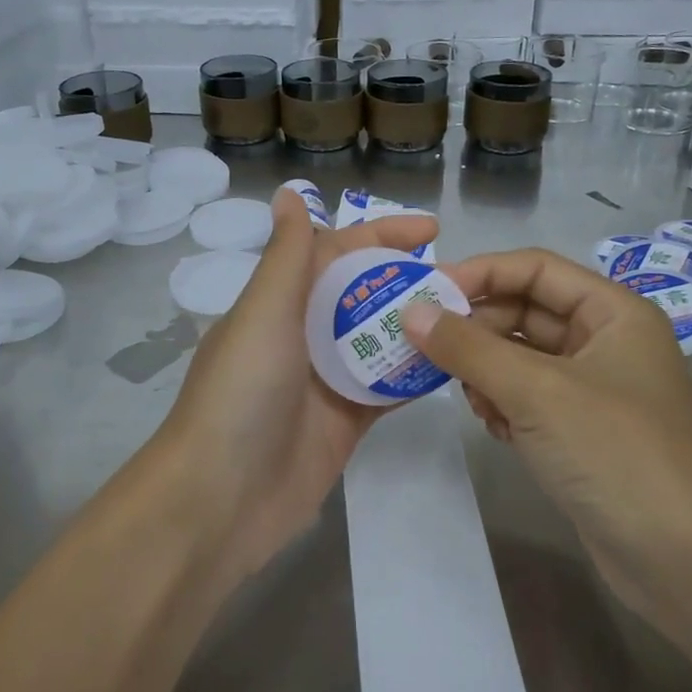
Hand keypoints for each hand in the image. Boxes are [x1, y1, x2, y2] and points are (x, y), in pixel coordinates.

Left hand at [151, 187, 437, 585]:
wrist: (221, 499)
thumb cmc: (242, 393)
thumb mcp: (264, 312)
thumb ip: (287, 255)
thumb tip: (290, 193)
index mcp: (279, 302)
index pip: (336, 251)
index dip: (380, 234)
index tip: (432, 228)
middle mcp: (302, 334)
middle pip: (362, 294)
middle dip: (406, 280)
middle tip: (462, 279)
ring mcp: (325, 381)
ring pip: (378, 339)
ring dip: (416, 325)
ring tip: (470, 314)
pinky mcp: (345, 422)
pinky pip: (386, 388)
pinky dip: (414, 374)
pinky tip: (454, 361)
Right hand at [401, 248, 691, 623]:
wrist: (682, 560)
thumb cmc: (614, 452)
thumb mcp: (536, 390)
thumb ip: (468, 347)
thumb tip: (411, 312)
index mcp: (613, 312)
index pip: (536, 269)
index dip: (481, 273)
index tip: (426, 292)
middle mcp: (605, 342)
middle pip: (525, 312)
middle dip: (477, 329)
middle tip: (426, 347)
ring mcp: (593, 390)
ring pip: (520, 358)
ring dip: (485, 371)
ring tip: (466, 396)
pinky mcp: (580, 432)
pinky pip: (526, 398)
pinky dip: (502, 404)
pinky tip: (492, 427)